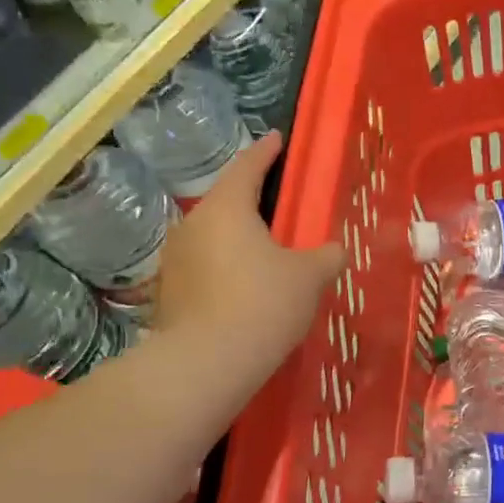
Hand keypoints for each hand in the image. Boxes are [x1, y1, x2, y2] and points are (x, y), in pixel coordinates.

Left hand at [153, 132, 343, 373]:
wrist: (207, 363)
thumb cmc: (264, 303)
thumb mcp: (310, 277)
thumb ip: (326, 256)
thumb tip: (334, 250)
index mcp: (227, 208)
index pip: (248, 167)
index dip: (266, 152)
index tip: (277, 139)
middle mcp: (193, 224)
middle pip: (226, 201)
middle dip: (251, 200)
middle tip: (278, 203)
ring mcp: (175, 259)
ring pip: (213, 236)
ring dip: (237, 238)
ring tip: (265, 250)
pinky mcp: (168, 292)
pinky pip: (204, 267)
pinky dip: (225, 268)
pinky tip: (245, 287)